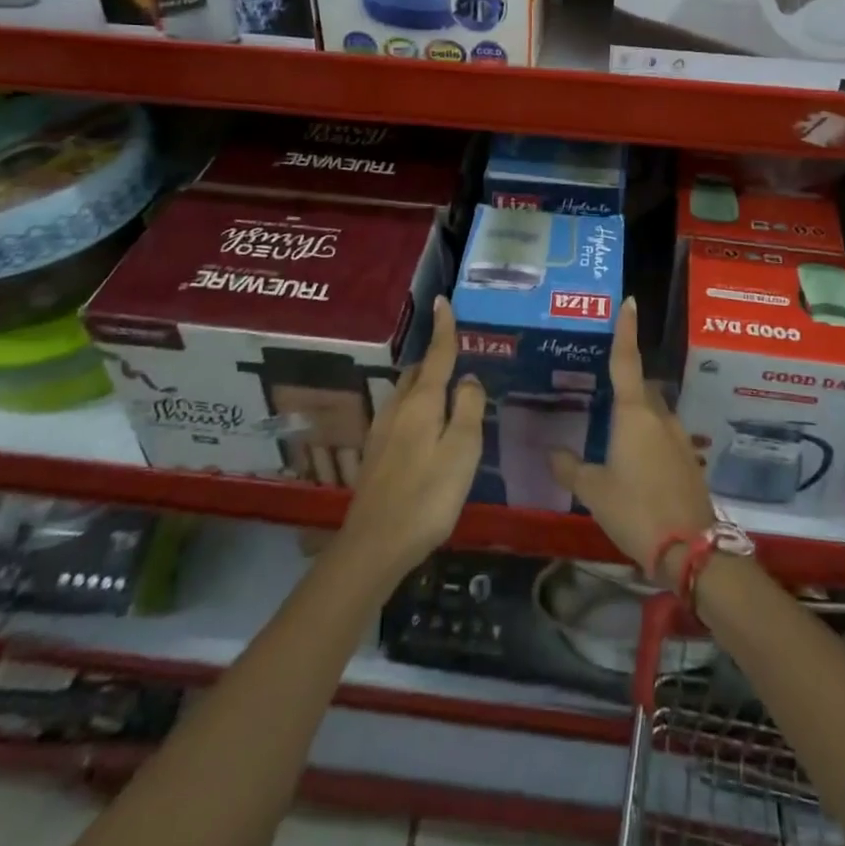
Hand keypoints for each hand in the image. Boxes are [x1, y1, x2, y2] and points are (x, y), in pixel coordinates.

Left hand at [338, 296, 486, 582]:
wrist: (375, 544)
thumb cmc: (428, 495)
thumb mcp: (463, 451)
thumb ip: (469, 409)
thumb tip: (469, 379)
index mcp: (422, 402)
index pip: (436, 355)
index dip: (443, 328)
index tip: (442, 301)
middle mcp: (398, 408)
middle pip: (418, 372)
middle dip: (435, 359)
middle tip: (457, 359)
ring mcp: (382, 431)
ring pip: (406, 393)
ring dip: (425, 384)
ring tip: (447, 394)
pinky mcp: (376, 453)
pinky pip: (400, 414)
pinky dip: (416, 407)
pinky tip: (426, 430)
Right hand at [549, 296, 716, 584]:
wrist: (690, 548)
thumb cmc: (635, 509)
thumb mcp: (594, 490)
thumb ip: (571, 468)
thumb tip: (554, 452)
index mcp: (634, 414)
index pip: (626, 361)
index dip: (625, 331)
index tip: (629, 302)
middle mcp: (660, 417)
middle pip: (643, 388)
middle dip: (628, 385)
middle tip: (605, 393)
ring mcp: (679, 438)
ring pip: (656, 413)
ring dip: (640, 416)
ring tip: (617, 435)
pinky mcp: (689, 460)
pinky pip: (665, 437)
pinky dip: (650, 439)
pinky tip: (637, 464)